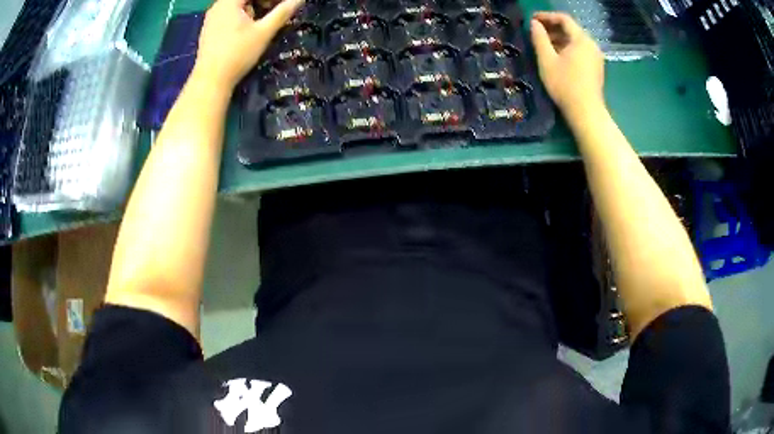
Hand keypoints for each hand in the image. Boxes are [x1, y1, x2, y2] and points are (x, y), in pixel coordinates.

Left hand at [194, 0, 303, 89]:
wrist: (210, 81)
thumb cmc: (237, 54)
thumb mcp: (264, 32)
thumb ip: (282, 12)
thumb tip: (299, 0)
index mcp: (229, 2)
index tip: (283, 4)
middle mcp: (217, 6)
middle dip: (263, 1)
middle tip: (275, 10)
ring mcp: (211, 18)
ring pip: (237, 5)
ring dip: (253, 7)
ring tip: (261, 22)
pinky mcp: (209, 29)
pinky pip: (229, 14)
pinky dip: (242, 15)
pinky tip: (247, 29)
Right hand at [530, 12, 604, 118]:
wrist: (586, 113)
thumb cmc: (565, 85)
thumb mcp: (547, 60)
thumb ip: (539, 38)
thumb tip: (534, 24)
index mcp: (581, 39)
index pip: (564, 19)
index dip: (546, 16)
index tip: (532, 20)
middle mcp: (591, 45)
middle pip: (571, 29)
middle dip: (553, 28)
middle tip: (536, 31)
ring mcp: (596, 57)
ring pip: (576, 41)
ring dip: (559, 39)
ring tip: (544, 44)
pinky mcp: (596, 68)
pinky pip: (581, 51)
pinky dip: (568, 49)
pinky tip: (557, 56)